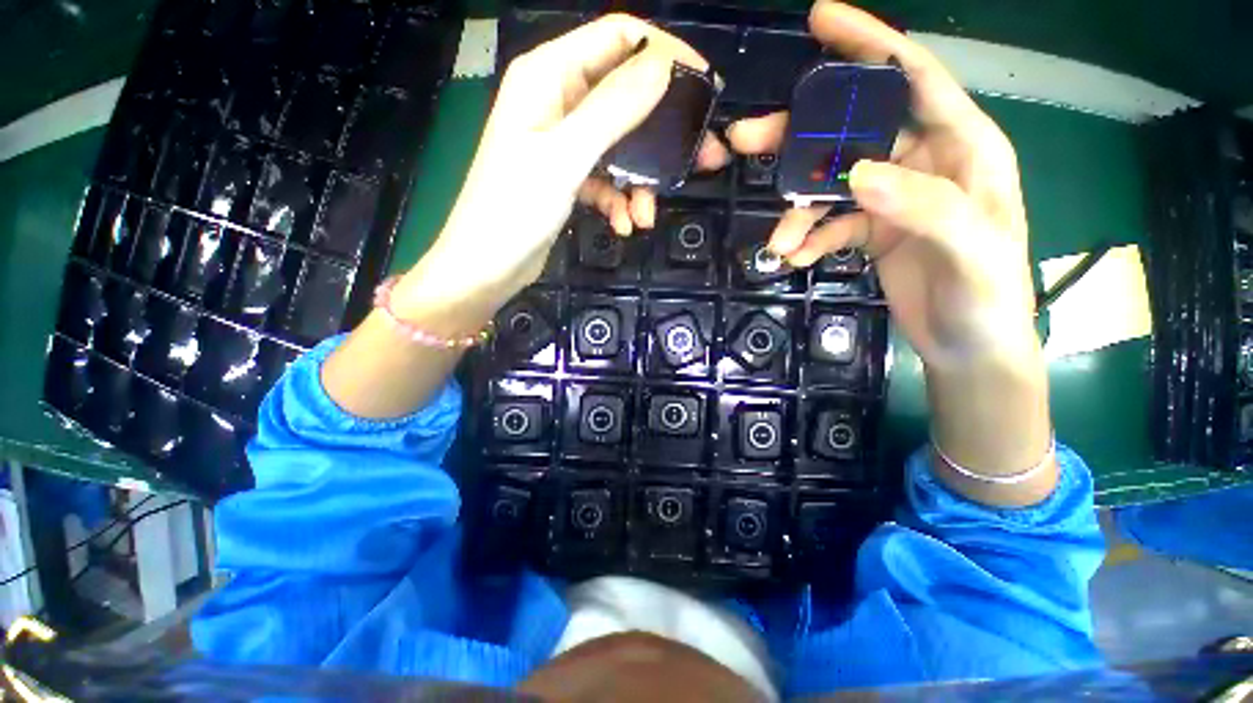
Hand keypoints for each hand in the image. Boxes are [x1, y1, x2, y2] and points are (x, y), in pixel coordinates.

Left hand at [401, 15, 726, 314]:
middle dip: (662, 131)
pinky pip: (605, 178)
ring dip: (640, 181)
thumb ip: (614, 107)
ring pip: (620, 146)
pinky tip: (623, 225)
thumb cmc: (514, 209)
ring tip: (646, 215)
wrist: (485, 267)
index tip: (705, 85)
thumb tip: (663, 64)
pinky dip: (618, 201)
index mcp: (548, 75)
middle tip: (702, 157)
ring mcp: (562, 142)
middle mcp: (557, 100)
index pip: (618, 38)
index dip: (664, 53)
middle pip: (625, 97)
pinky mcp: (567, 177)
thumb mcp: (565, 156)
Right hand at [727, 1, 1035, 367]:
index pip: (912, 76)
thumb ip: (923, 203)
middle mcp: (923, 161)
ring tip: (779, 243)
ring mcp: (893, 197)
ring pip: (831, 185)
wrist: (970, 345)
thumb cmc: (989, 294)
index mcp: (962, 145)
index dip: (868, 43)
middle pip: (852, 130)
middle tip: (746, 139)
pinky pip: (832, 224)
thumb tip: (857, 173)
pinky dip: (811, 238)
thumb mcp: (971, 247)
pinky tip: (797, 257)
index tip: (819, 19)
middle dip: (799, 135)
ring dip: (798, 211)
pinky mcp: (873, 229)